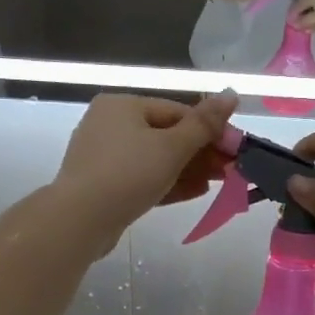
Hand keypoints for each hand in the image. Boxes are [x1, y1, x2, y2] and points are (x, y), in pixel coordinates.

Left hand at [53, 92, 239, 256]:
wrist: (80, 220)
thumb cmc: (128, 174)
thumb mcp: (172, 147)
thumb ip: (204, 123)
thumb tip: (232, 94)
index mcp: (122, 105)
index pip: (176, 111)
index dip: (210, 129)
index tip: (235, 149)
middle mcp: (109, 124)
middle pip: (166, 135)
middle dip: (201, 153)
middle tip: (230, 169)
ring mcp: (103, 157)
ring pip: (155, 159)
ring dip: (189, 170)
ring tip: (218, 183)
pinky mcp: (103, 185)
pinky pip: (142, 178)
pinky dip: (168, 183)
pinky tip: (196, 192)